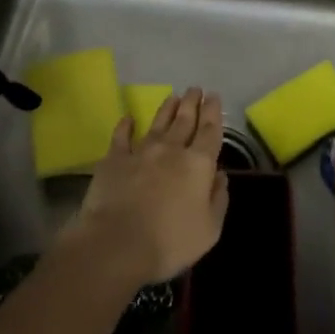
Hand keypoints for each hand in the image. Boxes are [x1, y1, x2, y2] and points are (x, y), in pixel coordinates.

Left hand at [66, 87, 227, 286]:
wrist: (117, 244)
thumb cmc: (170, 242)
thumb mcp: (210, 229)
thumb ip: (218, 199)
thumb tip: (220, 176)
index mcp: (198, 165)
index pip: (210, 131)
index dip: (214, 112)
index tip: (214, 96)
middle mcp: (172, 150)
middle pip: (185, 120)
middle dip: (192, 103)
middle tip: (195, 89)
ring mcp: (141, 152)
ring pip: (158, 123)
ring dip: (167, 109)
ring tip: (173, 96)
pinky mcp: (114, 160)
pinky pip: (121, 136)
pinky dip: (126, 125)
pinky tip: (128, 117)